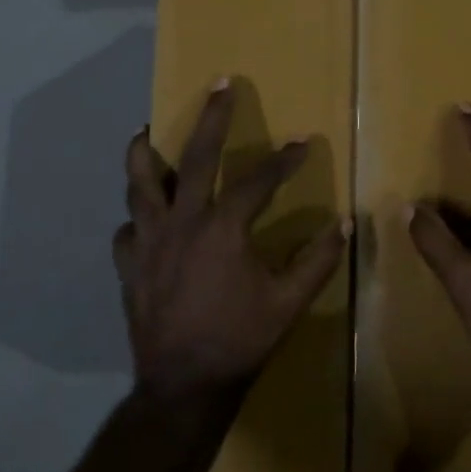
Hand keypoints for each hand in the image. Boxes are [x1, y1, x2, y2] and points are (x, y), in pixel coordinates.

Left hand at [116, 80, 348, 402]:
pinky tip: (141, 218)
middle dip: (210, 117)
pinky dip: (134, 219)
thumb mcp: (288, 303)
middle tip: (219, 84)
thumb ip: (317, 260)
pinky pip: (126, 232)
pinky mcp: (129, 266)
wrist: (183, 386)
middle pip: (194, 157)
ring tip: (145, 131)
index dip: (283, 161)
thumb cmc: (240, 340)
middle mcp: (181, 223)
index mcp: (222, 229)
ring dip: (143, 155)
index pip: (257, 181)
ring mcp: (148, 243)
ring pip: (139, 185)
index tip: (302, 143)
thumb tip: (344, 224)